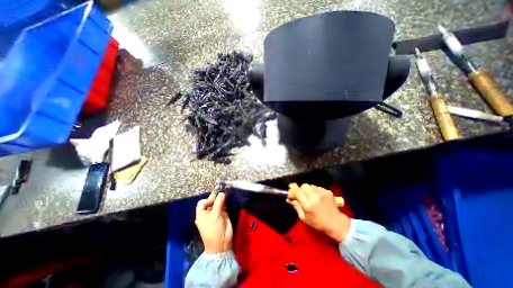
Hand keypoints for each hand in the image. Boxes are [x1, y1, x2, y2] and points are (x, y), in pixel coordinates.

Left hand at [194, 192, 232, 253]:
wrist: (221, 243)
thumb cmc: (214, 230)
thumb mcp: (215, 216)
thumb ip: (218, 203)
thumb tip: (221, 193)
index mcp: (202, 214)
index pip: (202, 203)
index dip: (208, 199)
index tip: (215, 198)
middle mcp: (208, 213)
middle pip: (210, 201)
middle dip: (215, 196)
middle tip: (221, 190)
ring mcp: (215, 213)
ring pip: (217, 202)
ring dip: (221, 197)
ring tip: (225, 191)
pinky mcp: (222, 214)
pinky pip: (223, 205)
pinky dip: (225, 201)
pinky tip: (227, 197)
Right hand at [287, 183, 349, 241]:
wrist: (336, 223)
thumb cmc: (317, 223)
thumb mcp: (303, 217)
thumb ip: (296, 206)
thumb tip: (289, 198)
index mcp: (307, 204)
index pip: (297, 191)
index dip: (292, 189)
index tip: (290, 189)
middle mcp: (314, 196)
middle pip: (303, 186)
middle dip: (300, 189)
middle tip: (301, 195)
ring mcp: (322, 193)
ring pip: (310, 185)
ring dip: (307, 189)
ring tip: (310, 196)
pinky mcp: (327, 191)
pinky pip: (317, 187)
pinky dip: (314, 190)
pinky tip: (317, 197)